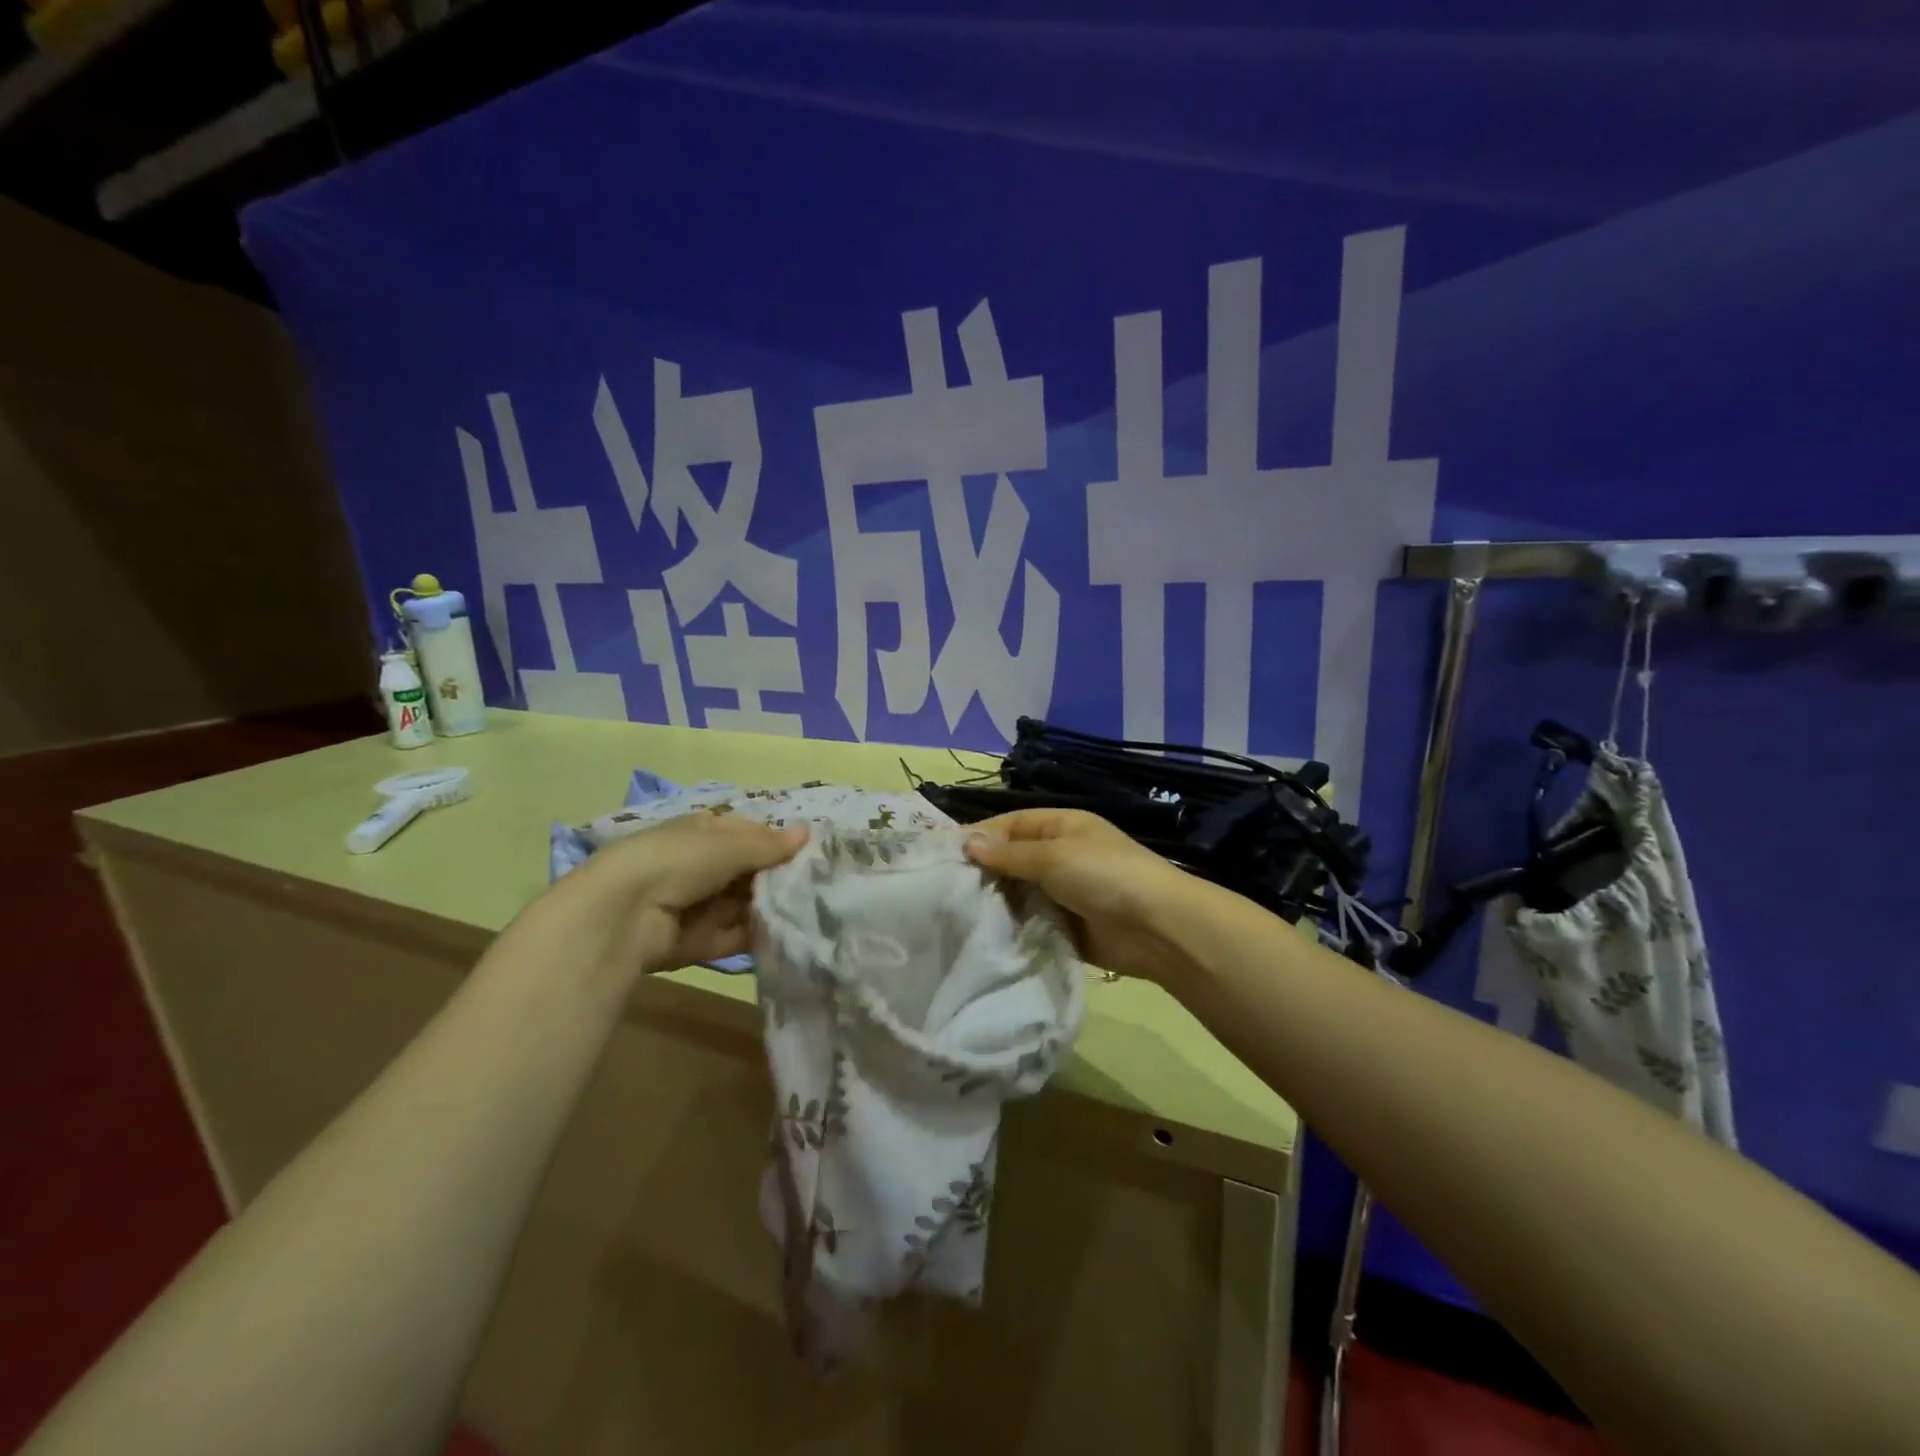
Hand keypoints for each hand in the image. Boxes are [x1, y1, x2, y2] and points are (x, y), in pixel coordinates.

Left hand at [544, 812, 806, 976]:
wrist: (621, 916)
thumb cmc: (677, 862)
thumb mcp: (726, 845)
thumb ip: (768, 844)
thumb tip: (807, 832)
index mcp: (702, 832)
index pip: (748, 834)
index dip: (778, 842)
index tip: (813, 853)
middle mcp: (700, 866)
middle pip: (749, 872)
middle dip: (779, 879)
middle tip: (821, 886)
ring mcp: (698, 905)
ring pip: (744, 905)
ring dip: (772, 909)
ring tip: (815, 913)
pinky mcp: (697, 942)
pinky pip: (735, 937)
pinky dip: (759, 938)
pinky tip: (792, 936)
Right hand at [964, 809, 1208, 984]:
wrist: (1156, 928)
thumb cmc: (1104, 876)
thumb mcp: (1054, 856)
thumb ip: (1010, 854)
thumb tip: (967, 842)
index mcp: (1062, 827)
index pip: (1011, 824)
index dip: (980, 836)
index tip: (943, 854)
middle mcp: (1060, 856)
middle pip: (1012, 860)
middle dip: (983, 873)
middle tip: (942, 890)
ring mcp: (1064, 892)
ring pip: (1019, 893)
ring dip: (996, 903)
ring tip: (954, 915)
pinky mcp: (1065, 926)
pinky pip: (1031, 922)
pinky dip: (1012, 928)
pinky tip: (983, 936)